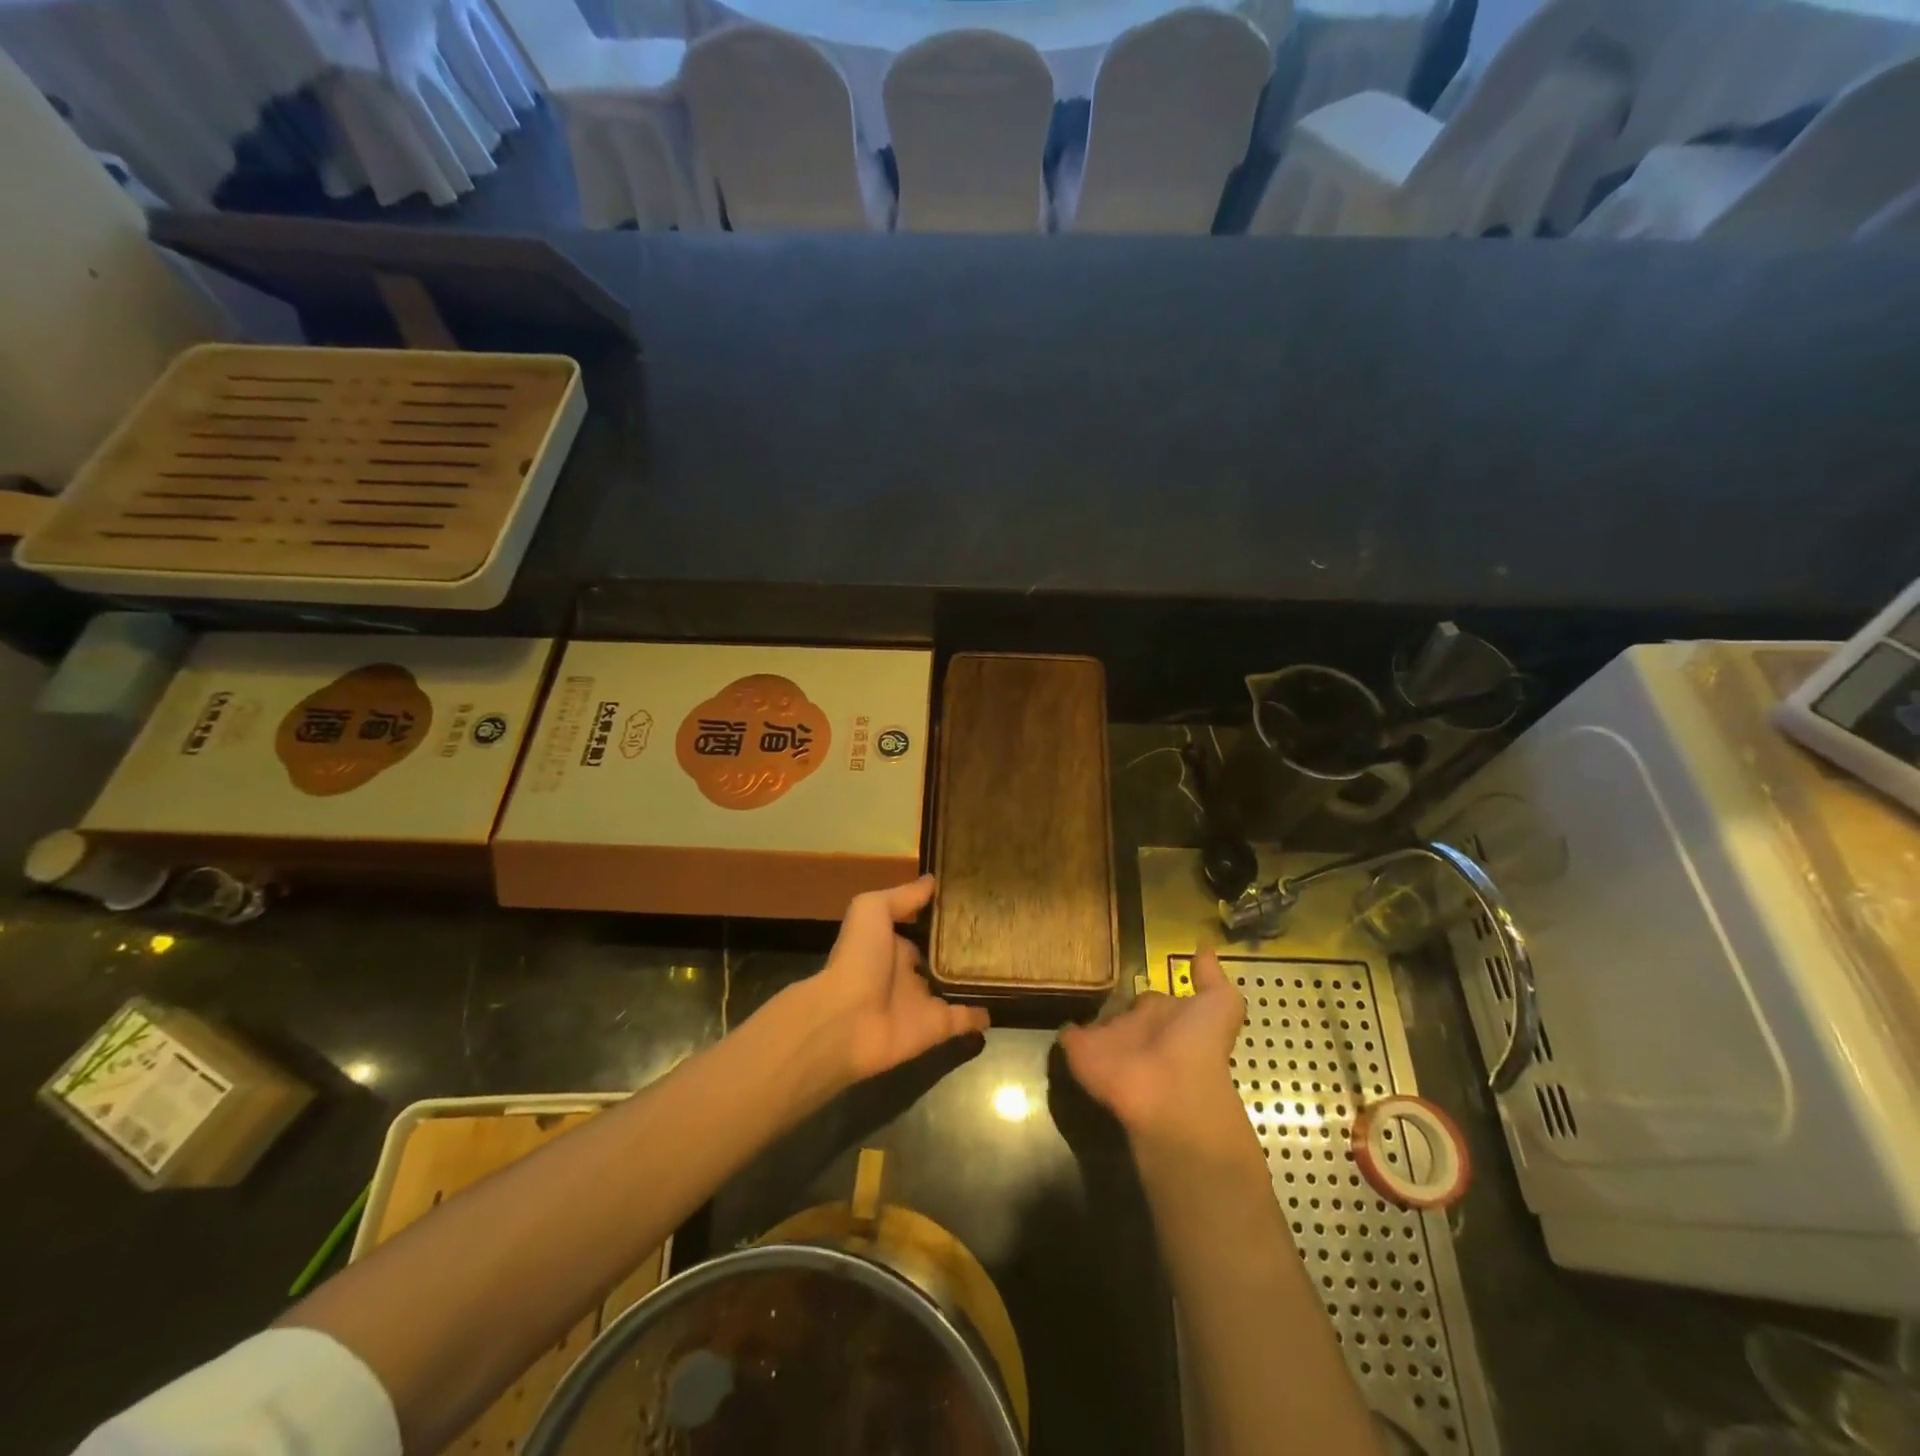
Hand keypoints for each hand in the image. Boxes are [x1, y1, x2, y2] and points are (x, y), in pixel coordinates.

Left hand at [787, 876, 988, 1085]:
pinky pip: (963, 1020)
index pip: (921, 927)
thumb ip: (902, 897)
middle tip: (999, 930)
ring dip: (975, 979)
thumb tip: (933, 880)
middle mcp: (907, 972)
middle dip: (963, 947)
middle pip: (940, 958)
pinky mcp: (936, 1028)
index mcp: (891, 944)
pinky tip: (1001, 1002)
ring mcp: (922, 1002)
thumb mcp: (872, 910)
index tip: (972, 900)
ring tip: (1009, 962)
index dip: (941, 916)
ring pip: (955, 988)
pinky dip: (981, 1015)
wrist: (845, 1021)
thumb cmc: (858, 959)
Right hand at [1059, 947, 1254, 1161]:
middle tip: (1085, 967)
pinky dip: (1059, 1026)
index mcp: (1164, 1017)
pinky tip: (1051, 1000)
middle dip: (1105, 996)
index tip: (1125, 970)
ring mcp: (1106, 1041)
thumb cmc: (1198, 1044)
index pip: (1149, 999)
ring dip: (1079, 1003)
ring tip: (1062, 973)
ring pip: (1091, 1020)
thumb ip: (1210, 977)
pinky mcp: (1079, 1050)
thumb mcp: (1220, 1004)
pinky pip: (1066, 1034)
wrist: (1171, 1092)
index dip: (1141, 990)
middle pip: (1117, 1010)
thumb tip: (1204, 945)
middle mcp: (1135, 1029)